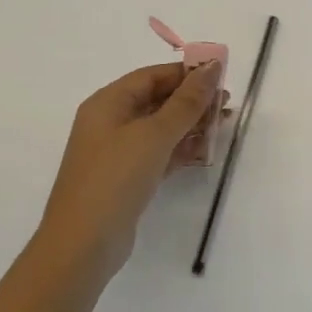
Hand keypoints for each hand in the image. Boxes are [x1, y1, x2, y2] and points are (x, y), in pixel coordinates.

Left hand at [41, 62, 222, 276]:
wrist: (83, 244)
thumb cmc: (115, 178)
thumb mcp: (154, 134)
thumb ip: (186, 101)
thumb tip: (211, 67)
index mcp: (108, 103)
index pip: (152, 76)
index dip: (186, 74)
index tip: (221, 76)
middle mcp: (110, 122)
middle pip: (157, 100)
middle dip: (193, 100)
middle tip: (227, 104)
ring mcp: (117, 152)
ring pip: (161, 127)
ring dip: (191, 124)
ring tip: (224, 125)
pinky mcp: (127, 178)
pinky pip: (159, 152)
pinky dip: (181, 148)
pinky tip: (206, 150)